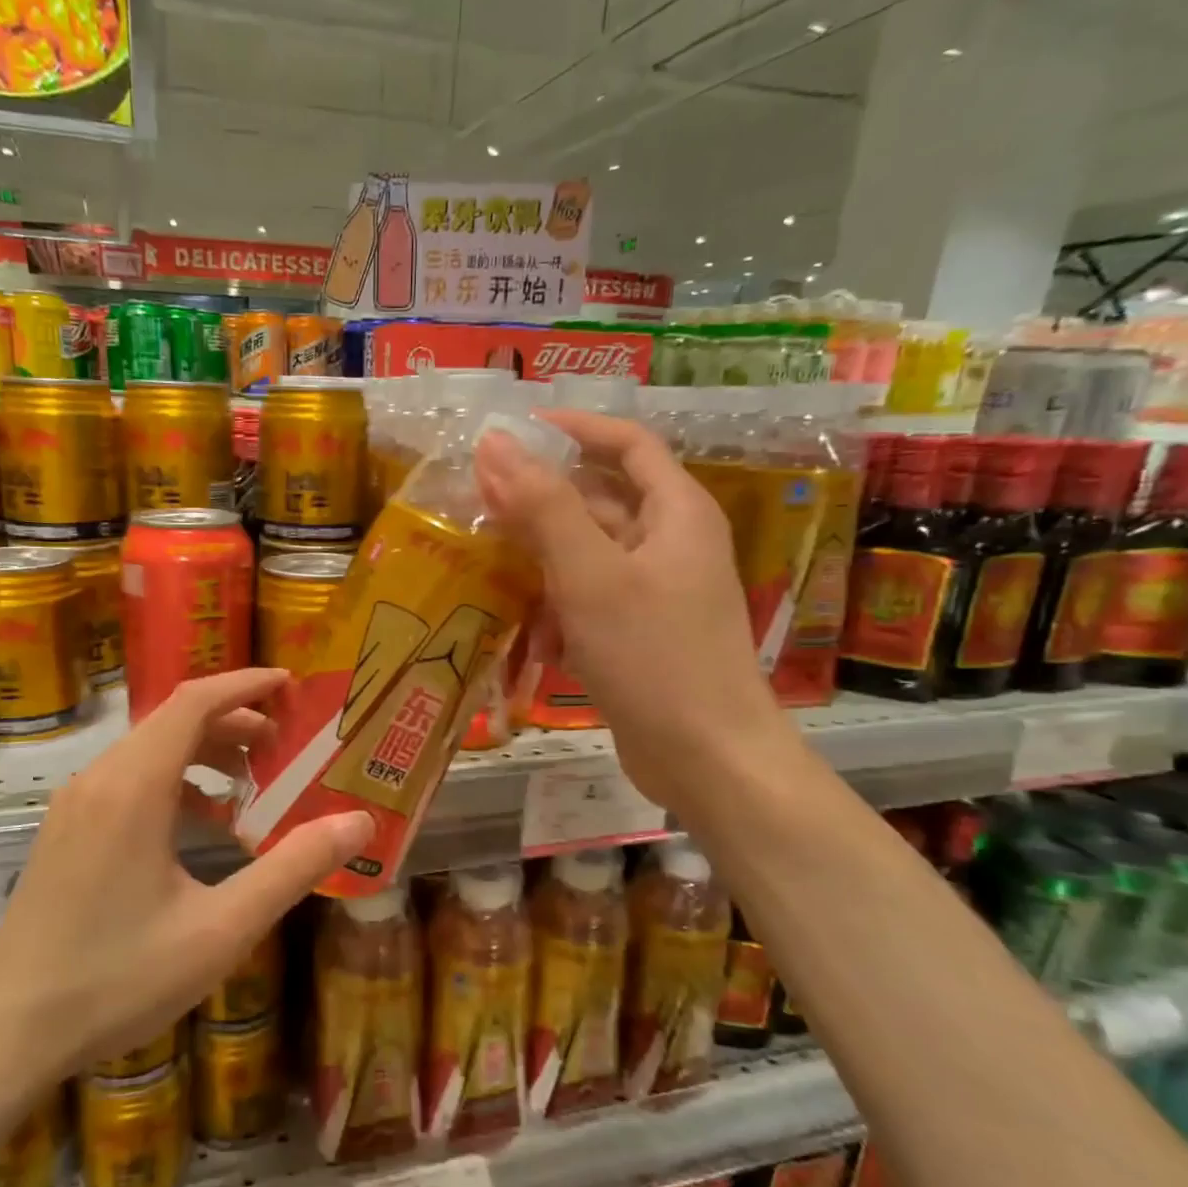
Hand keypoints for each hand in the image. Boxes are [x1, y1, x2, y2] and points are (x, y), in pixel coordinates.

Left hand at [0, 670, 372, 1089]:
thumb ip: (293, 869)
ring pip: (149, 750)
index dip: (245, 684)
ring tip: (251, 781)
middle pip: (173, 721)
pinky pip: (128, 780)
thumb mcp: (221, 928)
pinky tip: (201, 824)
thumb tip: (359, 823)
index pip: (194, 702)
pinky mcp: (65, 831)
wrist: (5, 1032)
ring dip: (203, 752)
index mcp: (134, 786)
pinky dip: (174, 781)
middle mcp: (100, 779)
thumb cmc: (118, 977)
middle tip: (284, 746)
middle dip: (233, 721)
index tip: (290, 685)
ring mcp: (75, 805)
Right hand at [475, 412, 791, 804]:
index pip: (627, 444)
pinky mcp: (640, 635)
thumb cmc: (653, 657)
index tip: (515, 429)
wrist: (706, 758)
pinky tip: (536, 641)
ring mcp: (657, 593)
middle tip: (481, 503)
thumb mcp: (590, 575)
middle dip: (542, 503)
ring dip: (544, 562)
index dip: (574, 428)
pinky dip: (561, 611)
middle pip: (600, 501)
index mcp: (677, 512)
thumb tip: (496, 444)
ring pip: (588, 556)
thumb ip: (543, 506)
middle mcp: (671, 544)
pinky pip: (590, 602)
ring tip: (496, 571)